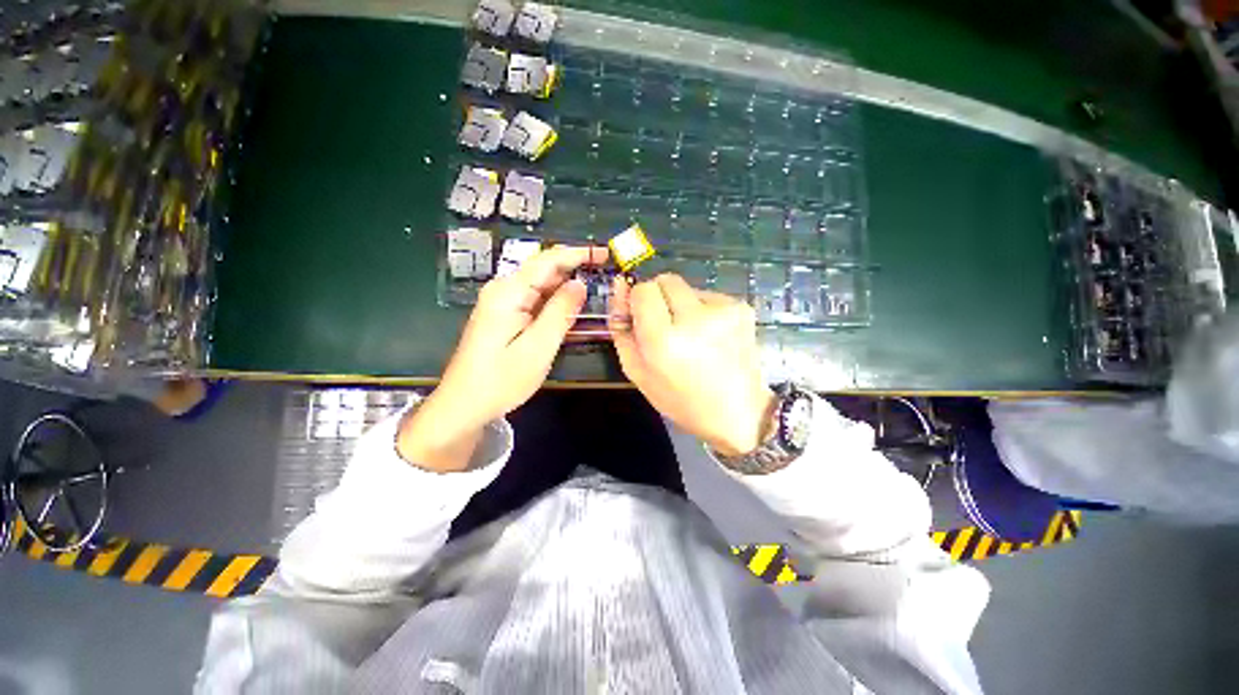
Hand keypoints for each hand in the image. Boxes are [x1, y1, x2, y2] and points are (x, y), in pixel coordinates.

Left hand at [399, 245, 606, 470]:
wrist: (464, 405)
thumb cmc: (501, 380)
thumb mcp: (538, 347)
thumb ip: (560, 312)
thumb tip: (580, 284)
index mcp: (509, 292)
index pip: (548, 260)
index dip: (578, 253)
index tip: (605, 253)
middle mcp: (503, 290)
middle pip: (543, 268)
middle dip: (575, 265)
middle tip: (606, 271)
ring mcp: (502, 302)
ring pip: (540, 284)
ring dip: (567, 282)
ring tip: (596, 285)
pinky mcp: (504, 315)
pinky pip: (534, 298)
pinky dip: (556, 298)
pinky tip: (572, 303)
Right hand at [610, 273, 775, 457]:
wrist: (737, 413)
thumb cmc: (680, 399)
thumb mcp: (637, 372)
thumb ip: (622, 328)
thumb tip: (620, 285)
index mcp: (663, 339)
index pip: (643, 290)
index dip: (639, 302)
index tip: (644, 319)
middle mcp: (694, 318)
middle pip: (665, 280)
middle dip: (659, 297)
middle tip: (667, 326)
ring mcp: (723, 310)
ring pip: (688, 287)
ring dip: (682, 305)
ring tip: (693, 337)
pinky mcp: (742, 307)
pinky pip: (709, 296)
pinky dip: (703, 310)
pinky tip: (711, 337)